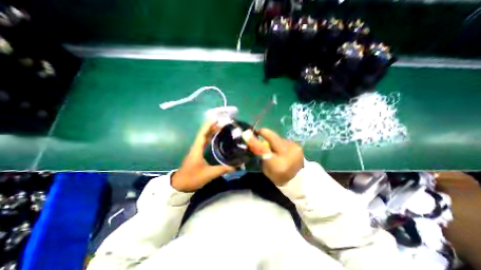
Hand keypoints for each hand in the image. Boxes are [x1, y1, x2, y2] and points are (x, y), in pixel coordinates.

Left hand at [172, 120, 236, 191]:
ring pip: (204, 137)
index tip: (216, 119)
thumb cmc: (193, 178)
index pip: (202, 134)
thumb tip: (236, 166)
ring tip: (221, 128)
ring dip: (211, 132)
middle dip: (212, 127)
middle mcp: (196, 147)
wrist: (180, 185)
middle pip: (204, 133)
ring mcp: (196, 150)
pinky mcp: (198, 153)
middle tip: (223, 123)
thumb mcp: (209, 174)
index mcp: (197, 149)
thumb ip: (223, 169)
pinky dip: (210, 138)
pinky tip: (216, 138)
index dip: (208, 125)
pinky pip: (204, 142)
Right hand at [242, 129, 301, 185]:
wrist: (297, 180)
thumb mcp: (265, 168)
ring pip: (279, 138)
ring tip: (272, 146)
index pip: (263, 149)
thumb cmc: (277, 176)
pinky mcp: (298, 146)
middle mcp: (287, 154)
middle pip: (273, 138)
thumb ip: (260, 154)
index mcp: (277, 164)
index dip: (254, 140)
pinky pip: (285, 141)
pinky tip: (281, 148)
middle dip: (265, 133)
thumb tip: (251, 140)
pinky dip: (280, 143)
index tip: (246, 133)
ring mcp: (295, 149)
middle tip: (259, 132)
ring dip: (274, 140)